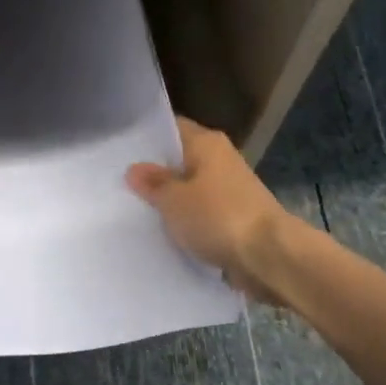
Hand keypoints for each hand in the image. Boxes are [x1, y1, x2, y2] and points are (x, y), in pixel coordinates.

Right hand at [127, 117, 289, 302]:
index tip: (119, 150)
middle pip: (180, 160)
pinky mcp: (234, 219)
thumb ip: (153, 183)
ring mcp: (230, 191)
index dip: (146, 138)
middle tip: (117, 183)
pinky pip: (201, 215)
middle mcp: (221, 160)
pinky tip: (161, 233)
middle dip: (154, 173)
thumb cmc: (218, 216)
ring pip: (190, 190)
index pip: (172, 128)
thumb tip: (134, 169)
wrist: (268, 256)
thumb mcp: (174, 199)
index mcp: (207, 143)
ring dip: (170, 201)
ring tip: (133, 210)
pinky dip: (186, 223)